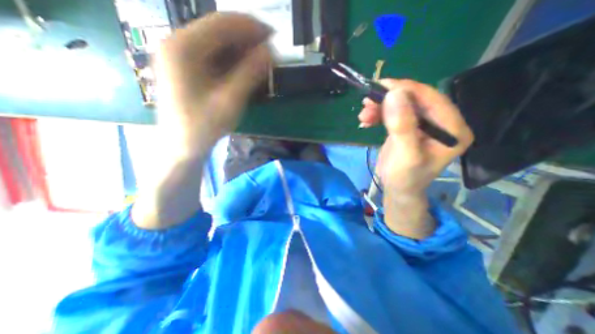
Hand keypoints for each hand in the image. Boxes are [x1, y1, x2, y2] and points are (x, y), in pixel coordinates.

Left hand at [154, 14, 271, 156]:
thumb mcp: (229, 102)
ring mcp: (180, 55)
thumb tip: (269, 52)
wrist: (181, 146)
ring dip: (241, 49)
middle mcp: (177, 44)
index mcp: (183, 48)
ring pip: (217, 42)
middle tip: (270, 52)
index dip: (251, 27)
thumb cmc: (203, 127)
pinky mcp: (186, 67)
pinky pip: (213, 55)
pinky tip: (245, 69)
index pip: (222, 24)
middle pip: (218, 30)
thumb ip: (249, 75)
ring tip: (261, 62)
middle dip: (247, 38)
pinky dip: (232, 59)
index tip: (274, 36)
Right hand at [357, 80, 474, 238]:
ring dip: (380, 108)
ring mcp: (422, 125)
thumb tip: (394, 94)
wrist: (397, 190)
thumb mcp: (405, 155)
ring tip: (363, 115)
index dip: (407, 89)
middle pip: (414, 101)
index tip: (382, 86)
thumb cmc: (405, 178)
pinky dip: (378, 115)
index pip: (432, 99)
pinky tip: (366, 120)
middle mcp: (441, 124)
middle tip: (367, 101)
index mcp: (452, 129)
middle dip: (389, 100)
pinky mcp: (407, 128)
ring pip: (401, 106)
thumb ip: (402, 126)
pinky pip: (393, 114)